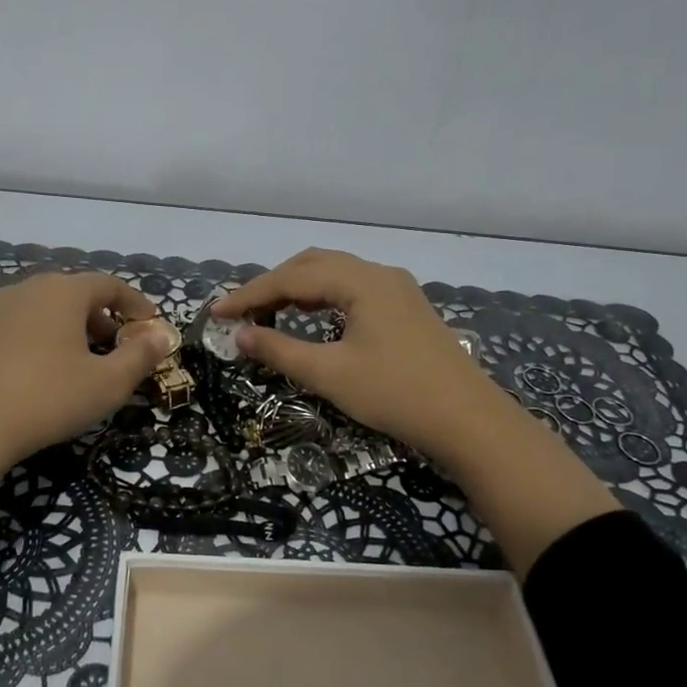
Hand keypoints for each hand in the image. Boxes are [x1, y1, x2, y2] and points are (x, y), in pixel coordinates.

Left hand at [0, 271, 174, 472]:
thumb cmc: (48, 397)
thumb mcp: (107, 383)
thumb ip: (140, 356)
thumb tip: (162, 336)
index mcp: (65, 291)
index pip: (110, 285)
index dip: (136, 305)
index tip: (151, 327)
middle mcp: (31, 288)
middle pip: (78, 293)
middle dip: (105, 318)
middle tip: (119, 348)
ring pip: (49, 309)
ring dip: (74, 329)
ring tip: (84, 362)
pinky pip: (24, 325)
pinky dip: (45, 338)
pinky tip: (45, 373)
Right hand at [212, 249, 506, 471]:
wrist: (470, 421)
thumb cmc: (397, 395)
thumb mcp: (330, 375)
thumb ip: (280, 351)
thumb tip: (239, 335)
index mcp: (361, 281)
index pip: (292, 278)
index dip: (250, 294)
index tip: (216, 312)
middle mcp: (379, 274)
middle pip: (313, 265)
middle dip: (272, 285)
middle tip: (241, 313)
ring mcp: (397, 289)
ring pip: (335, 275)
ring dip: (297, 289)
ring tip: (267, 314)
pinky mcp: (406, 308)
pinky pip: (353, 289)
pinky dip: (322, 298)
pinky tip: (310, 318)